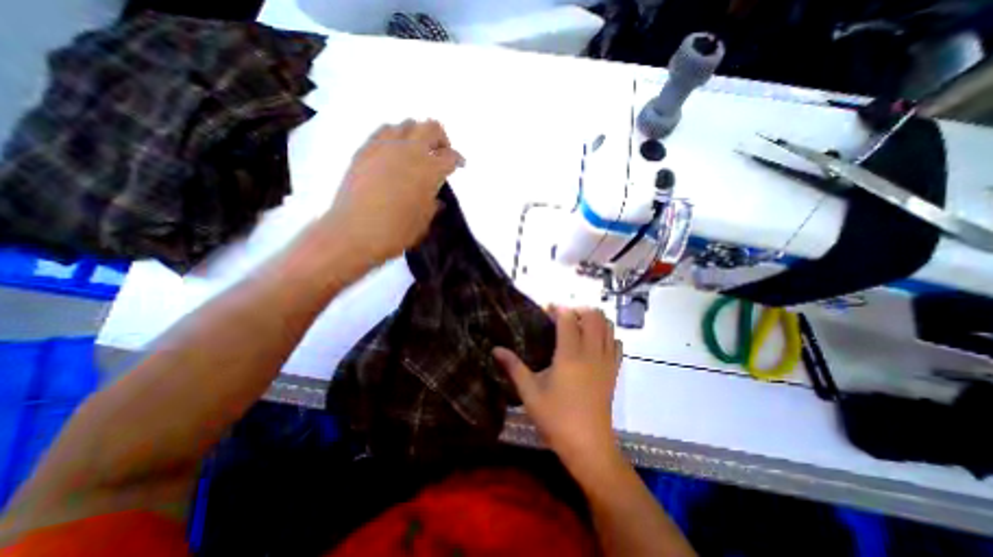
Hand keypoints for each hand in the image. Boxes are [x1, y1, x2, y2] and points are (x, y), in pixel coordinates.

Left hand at [323, 119, 469, 269]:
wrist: (354, 233)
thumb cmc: (396, 232)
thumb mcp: (423, 222)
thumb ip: (432, 206)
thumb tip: (435, 200)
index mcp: (429, 170)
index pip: (450, 156)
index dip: (458, 160)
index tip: (459, 165)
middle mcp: (409, 151)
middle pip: (431, 128)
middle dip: (441, 139)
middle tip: (441, 153)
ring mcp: (385, 147)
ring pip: (406, 124)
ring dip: (417, 135)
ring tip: (416, 152)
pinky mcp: (364, 150)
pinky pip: (383, 132)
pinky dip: (394, 137)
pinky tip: (393, 152)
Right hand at [495, 306, 621, 467]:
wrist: (589, 447)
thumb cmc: (556, 418)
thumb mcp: (529, 393)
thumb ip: (513, 367)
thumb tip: (495, 349)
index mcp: (570, 355)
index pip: (568, 318)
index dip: (557, 309)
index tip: (546, 310)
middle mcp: (591, 352)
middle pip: (593, 316)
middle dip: (578, 310)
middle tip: (562, 317)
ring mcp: (607, 361)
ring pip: (608, 326)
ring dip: (594, 320)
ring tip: (577, 326)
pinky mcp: (614, 371)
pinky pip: (616, 343)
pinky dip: (607, 335)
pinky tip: (593, 343)